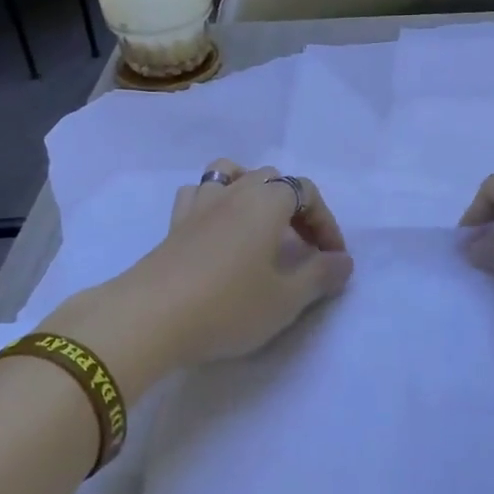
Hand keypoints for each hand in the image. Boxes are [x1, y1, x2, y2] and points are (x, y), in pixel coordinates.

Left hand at [47, 161, 352, 389]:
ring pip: (229, 175)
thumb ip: (320, 276)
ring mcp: (198, 206)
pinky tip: (216, 231)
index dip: (326, 223)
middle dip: (293, 207)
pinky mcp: (172, 225)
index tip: (332, 260)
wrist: (150, 319)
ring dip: (250, 192)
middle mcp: (233, 192)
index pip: (306, 192)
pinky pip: (198, 196)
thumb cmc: (228, 306)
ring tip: (258, 226)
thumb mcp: (286, 299)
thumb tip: (344, 261)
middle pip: (271, 179)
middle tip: (301, 248)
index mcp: (266, 202)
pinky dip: (213, 203)